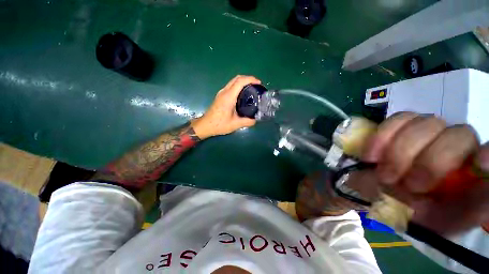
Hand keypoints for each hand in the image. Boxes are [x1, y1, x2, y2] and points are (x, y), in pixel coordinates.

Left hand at [191, 75, 260, 138]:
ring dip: (243, 81)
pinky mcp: (220, 96)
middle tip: (257, 85)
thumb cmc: (219, 124)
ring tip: (251, 88)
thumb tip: (255, 120)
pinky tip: (243, 94)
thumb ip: (247, 122)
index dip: (250, 79)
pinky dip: (238, 85)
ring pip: (233, 81)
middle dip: (248, 78)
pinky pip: (231, 86)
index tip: (259, 83)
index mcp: (228, 97)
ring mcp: (221, 93)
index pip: (240, 82)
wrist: (205, 125)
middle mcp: (224, 92)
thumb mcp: (235, 125)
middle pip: (237, 78)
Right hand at [362, 112, 488, 233]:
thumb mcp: (444, 221)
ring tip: (384, 175)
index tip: (480, 164)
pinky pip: (396, 120)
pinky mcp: (400, 127)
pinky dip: (381, 138)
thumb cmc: (416, 213)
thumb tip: (488, 188)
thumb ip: (473, 207)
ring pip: (425, 124)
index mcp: (473, 170)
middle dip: (431, 162)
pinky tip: (371, 156)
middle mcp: (456, 145)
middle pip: (459, 135)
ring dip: (400, 151)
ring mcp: (428, 132)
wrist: (380, 195)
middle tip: (408, 186)